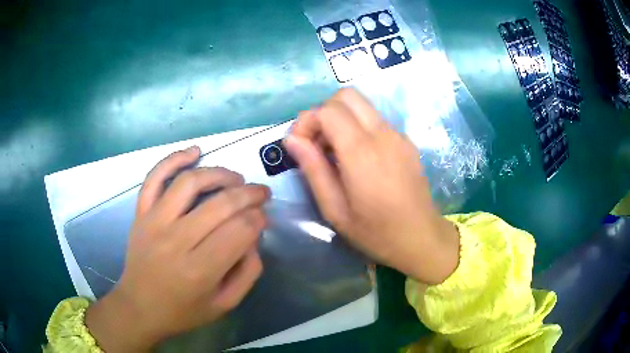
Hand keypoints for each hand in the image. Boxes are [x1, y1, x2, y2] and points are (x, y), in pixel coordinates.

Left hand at [85, 146, 269, 351]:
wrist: (139, 307)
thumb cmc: (183, 311)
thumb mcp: (225, 304)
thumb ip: (248, 272)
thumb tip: (254, 237)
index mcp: (200, 270)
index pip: (240, 230)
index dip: (258, 219)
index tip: (263, 219)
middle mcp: (176, 241)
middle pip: (221, 204)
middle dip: (250, 194)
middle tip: (261, 193)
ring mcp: (154, 222)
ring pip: (190, 182)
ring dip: (220, 173)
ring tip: (236, 178)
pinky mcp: (141, 213)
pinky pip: (155, 177)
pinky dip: (174, 159)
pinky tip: (194, 151)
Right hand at [285, 88, 458, 284]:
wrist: (421, 238)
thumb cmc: (376, 232)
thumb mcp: (335, 210)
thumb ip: (313, 169)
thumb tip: (292, 139)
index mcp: (362, 152)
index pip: (328, 110)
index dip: (307, 121)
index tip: (300, 145)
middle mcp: (382, 134)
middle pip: (347, 96)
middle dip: (324, 112)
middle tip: (317, 143)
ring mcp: (398, 135)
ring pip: (362, 106)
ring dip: (341, 119)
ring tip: (335, 153)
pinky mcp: (407, 141)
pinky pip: (376, 121)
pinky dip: (359, 127)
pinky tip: (359, 158)